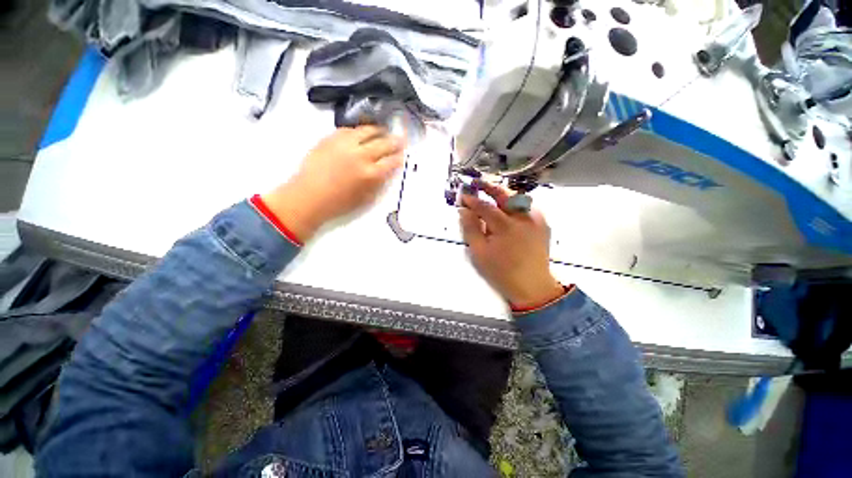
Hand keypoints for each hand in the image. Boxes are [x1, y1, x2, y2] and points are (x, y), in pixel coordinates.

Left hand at [262, 126, 403, 240]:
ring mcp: (345, 144)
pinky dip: (359, 130)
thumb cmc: (339, 203)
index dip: (399, 157)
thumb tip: (386, 172)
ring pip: (367, 131)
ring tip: (384, 131)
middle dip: (395, 141)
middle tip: (400, 139)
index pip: (391, 161)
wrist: (309, 197)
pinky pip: (350, 129)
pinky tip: (362, 132)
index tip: (402, 155)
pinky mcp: (331, 138)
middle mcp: (361, 156)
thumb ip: (379, 183)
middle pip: (383, 144)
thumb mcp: (366, 198)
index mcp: (371, 174)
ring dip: (379, 131)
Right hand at [459, 181, 562, 308]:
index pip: (484, 206)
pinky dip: (513, 203)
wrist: (532, 286)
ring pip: (517, 198)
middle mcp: (524, 217)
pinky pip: (526, 206)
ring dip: (502, 193)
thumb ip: (470, 229)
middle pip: (505, 194)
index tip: (462, 196)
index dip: (471, 200)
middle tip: (477, 183)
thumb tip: (463, 210)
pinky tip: (506, 209)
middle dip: (489, 186)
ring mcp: (536, 219)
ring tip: (489, 194)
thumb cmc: (501, 272)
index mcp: (506, 226)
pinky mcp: (543, 223)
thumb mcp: (479, 253)